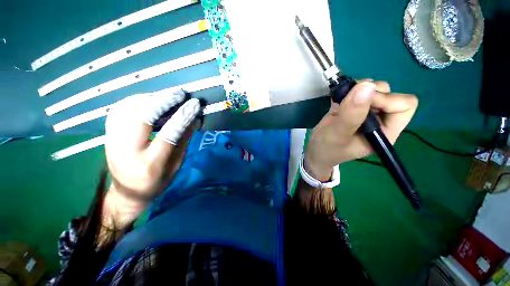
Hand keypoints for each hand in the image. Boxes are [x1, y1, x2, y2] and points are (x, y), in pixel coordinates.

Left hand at [103, 90, 200, 227]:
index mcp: (150, 164)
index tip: (194, 104)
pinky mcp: (106, 135)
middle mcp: (127, 151)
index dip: (183, 116)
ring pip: (127, 109)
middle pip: (142, 117)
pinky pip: (119, 110)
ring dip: (149, 98)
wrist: (127, 193)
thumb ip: (183, 141)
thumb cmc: (157, 182)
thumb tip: (194, 120)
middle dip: (162, 101)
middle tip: (179, 93)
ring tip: (167, 96)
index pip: (168, 134)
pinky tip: (148, 101)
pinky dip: (135, 101)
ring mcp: (111, 142)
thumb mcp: (176, 165)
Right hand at [304, 80, 417, 180]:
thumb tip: (366, 86)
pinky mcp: (354, 108)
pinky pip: (359, 90)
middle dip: (369, 92)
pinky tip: (337, 99)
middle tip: (347, 100)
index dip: (386, 99)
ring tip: (340, 100)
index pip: (403, 106)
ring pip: (374, 89)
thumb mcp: (337, 134)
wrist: (315, 150)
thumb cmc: (326, 148)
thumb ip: (351, 114)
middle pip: (390, 94)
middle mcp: (381, 120)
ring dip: (357, 89)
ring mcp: (367, 113)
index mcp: (385, 132)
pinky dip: (348, 89)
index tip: (362, 102)